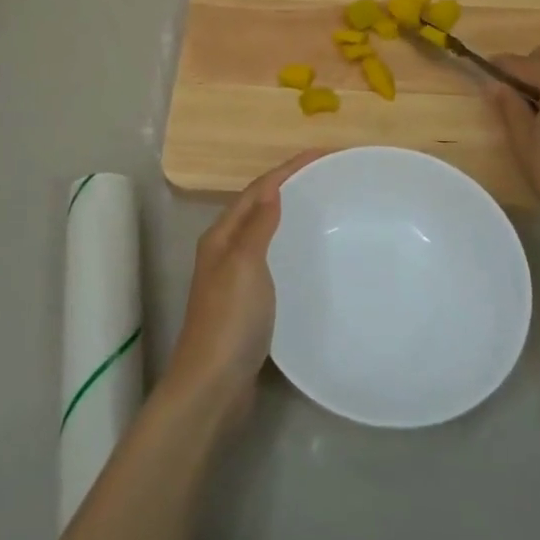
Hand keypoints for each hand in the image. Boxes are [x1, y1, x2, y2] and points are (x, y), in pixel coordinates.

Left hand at [160, 151, 319, 435]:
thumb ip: (257, 226)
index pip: (257, 190)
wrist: (213, 385)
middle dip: (288, 187)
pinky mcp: (247, 304)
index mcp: (222, 236)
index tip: (322, 154)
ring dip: (288, 216)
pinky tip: (309, 258)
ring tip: (322, 208)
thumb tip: (272, 188)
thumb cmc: (230, 320)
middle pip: (259, 207)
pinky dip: (289, 248)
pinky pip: (271, 261)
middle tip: (326, 177)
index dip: (287, 169)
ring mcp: (234, 279)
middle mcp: (225, 251)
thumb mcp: (244, 265)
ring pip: (264, 234)